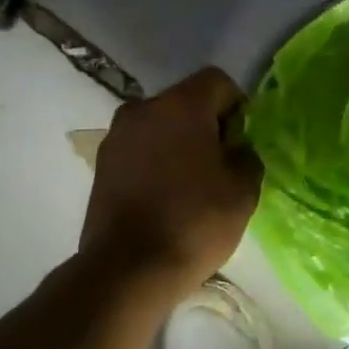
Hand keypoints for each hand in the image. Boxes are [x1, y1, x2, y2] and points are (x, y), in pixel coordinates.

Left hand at [80, 67, 260, 299]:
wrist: (130, 267)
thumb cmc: (195, 222)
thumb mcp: (243, 191)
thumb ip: (247, 157)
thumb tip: (235, 149)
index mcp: (181, 105)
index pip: (217, 82)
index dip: (237, 107)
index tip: (242, 143)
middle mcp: (142, 109)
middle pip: (185, 102)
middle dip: (206, 126)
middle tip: (221, 167)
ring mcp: (116, 137)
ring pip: (159, 128)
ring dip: (178, 146)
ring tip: (192, 186)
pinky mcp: (101, 165)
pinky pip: (140, 151)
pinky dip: (156, 164)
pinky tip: (166, 198)